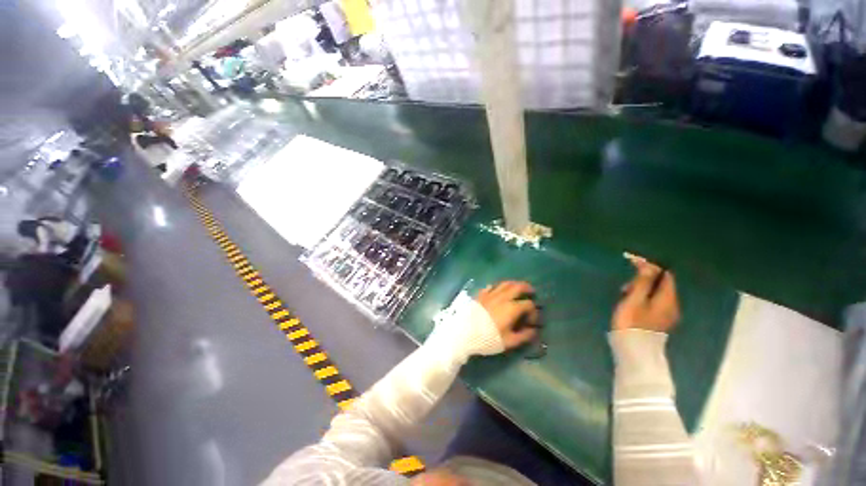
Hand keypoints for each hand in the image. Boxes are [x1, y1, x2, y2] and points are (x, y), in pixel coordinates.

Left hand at [477, 281, 538, 349]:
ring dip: (514, 284)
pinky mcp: (481, 294)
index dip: (534, 312)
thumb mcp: (509, 341)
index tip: (532, 321)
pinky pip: (491, 286)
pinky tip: (498, 290)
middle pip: (518, 287)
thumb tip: (533, 331)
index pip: (528, 304)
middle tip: (531, 291)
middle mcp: (503, 297)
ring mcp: (490, 294)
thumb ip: (524, 336)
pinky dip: (498, 287)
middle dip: (527, 288)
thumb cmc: (488, 338)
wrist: (465, 332)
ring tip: (517, 287)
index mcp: (512, 308)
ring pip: (505, 283)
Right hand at [612, 256, 679, 332]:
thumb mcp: (634, 299)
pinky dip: (643, 297)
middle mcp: (672, 305)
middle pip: (661, 283)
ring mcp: (667, 314)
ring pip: (657, 293)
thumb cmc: (632, 322)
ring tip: (624, 294)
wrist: (634, 350)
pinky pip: (654, 302)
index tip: (632, 262)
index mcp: (668, 298)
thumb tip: (648, 264)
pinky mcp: (660, 320)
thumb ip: (642, 282)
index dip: (651, 266)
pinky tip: (631, 303)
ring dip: (641, 289)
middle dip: (644, 279)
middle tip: (625, 286)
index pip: (665, 274)